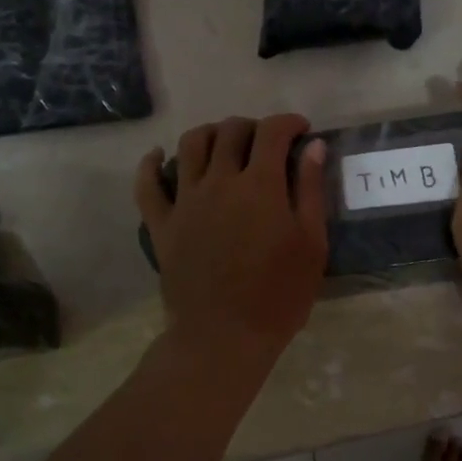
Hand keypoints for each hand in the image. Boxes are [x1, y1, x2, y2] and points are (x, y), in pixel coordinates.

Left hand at [135, 114, 328, 352]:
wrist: (224, 337)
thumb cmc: (279, 295)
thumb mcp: (311, 243)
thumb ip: (310, 190)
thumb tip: (314, 146)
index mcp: (260, 185)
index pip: (272, 132)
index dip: (289, 123)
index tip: (302, 130)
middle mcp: (219, 181)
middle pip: (231, 132)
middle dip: (253, 126)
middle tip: (267, 142)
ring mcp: (185, 201)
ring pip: (191, 145)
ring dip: (211, 133)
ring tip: (224, 143)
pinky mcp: (161, 224)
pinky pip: (147, 185)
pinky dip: (151, 164)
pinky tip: (159, 155)